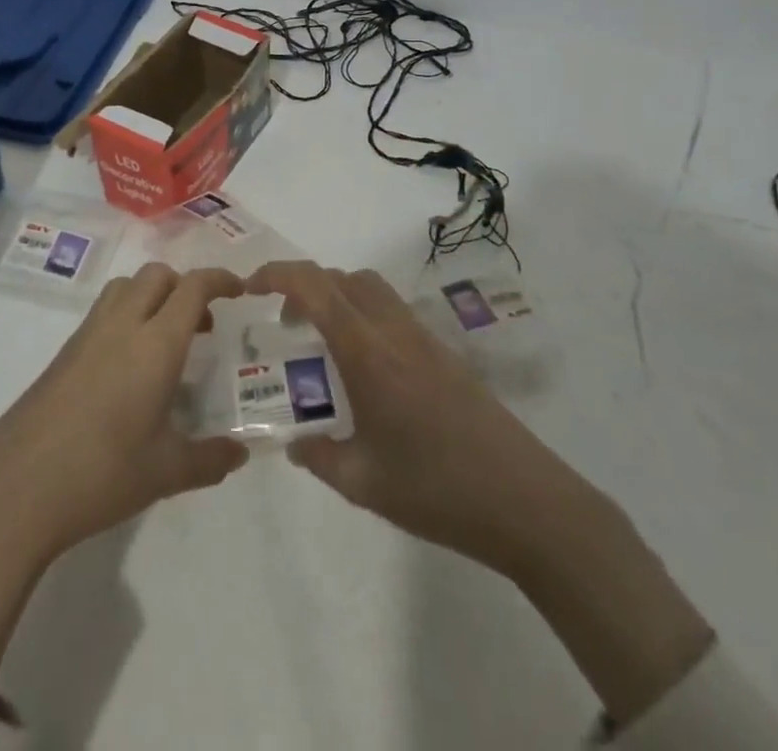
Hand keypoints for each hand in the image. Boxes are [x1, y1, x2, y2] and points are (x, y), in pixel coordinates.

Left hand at [0, 263, 247, 704]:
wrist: (17, 490)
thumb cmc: (102, 474)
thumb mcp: (166, 472)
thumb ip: (210, 458)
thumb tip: (240, 453)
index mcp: (155, 343)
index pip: (193, 287)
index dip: (220, 279)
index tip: (239, 290)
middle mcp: (121, 325)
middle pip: (157, 275)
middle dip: (185, 285)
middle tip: (203, 324)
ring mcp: (86, 336)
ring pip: (125, 287)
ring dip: (152, 296)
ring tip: (165, 340)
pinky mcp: (62, 353)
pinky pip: (103, 313)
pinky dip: (126, 317)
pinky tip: (128, 369)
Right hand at [249, 260, 712, 726]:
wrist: (526, 501)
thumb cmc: (437, 490)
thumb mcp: (364, 484)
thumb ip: (319, 457)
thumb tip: (293, 443)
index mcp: (368, 352)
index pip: (315, 288)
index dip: (278, 275)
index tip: (250, 287)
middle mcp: (394, 331)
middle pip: (343, 278)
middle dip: (305, 286)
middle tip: (284, 323)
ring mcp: (424, 339)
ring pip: (371, 290)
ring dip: (338, 298)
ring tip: (321, 343)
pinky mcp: (445, 354)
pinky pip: (392, 313)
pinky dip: (364, 317)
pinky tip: (364, 369)